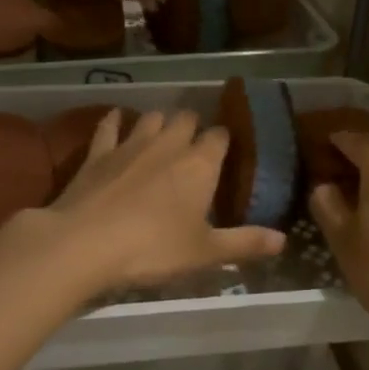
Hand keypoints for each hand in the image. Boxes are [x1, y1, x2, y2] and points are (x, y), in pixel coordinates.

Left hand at [37, 110, 284, 288]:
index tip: (226, 153)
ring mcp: (130, 144)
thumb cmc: (153, 249)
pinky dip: (115, 121)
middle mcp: (169, 144)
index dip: (224, 141)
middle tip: (194, 148)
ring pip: (152, 117)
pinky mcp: (98, 152)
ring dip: (159, 122)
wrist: (85, 243)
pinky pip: (109, 125)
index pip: (220, 136)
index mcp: (200, 164)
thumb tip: (283, 240)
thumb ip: (245, 243)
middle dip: (193, 127)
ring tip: (162, 137)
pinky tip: (116, 120)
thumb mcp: (205, 252)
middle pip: (186, 118)